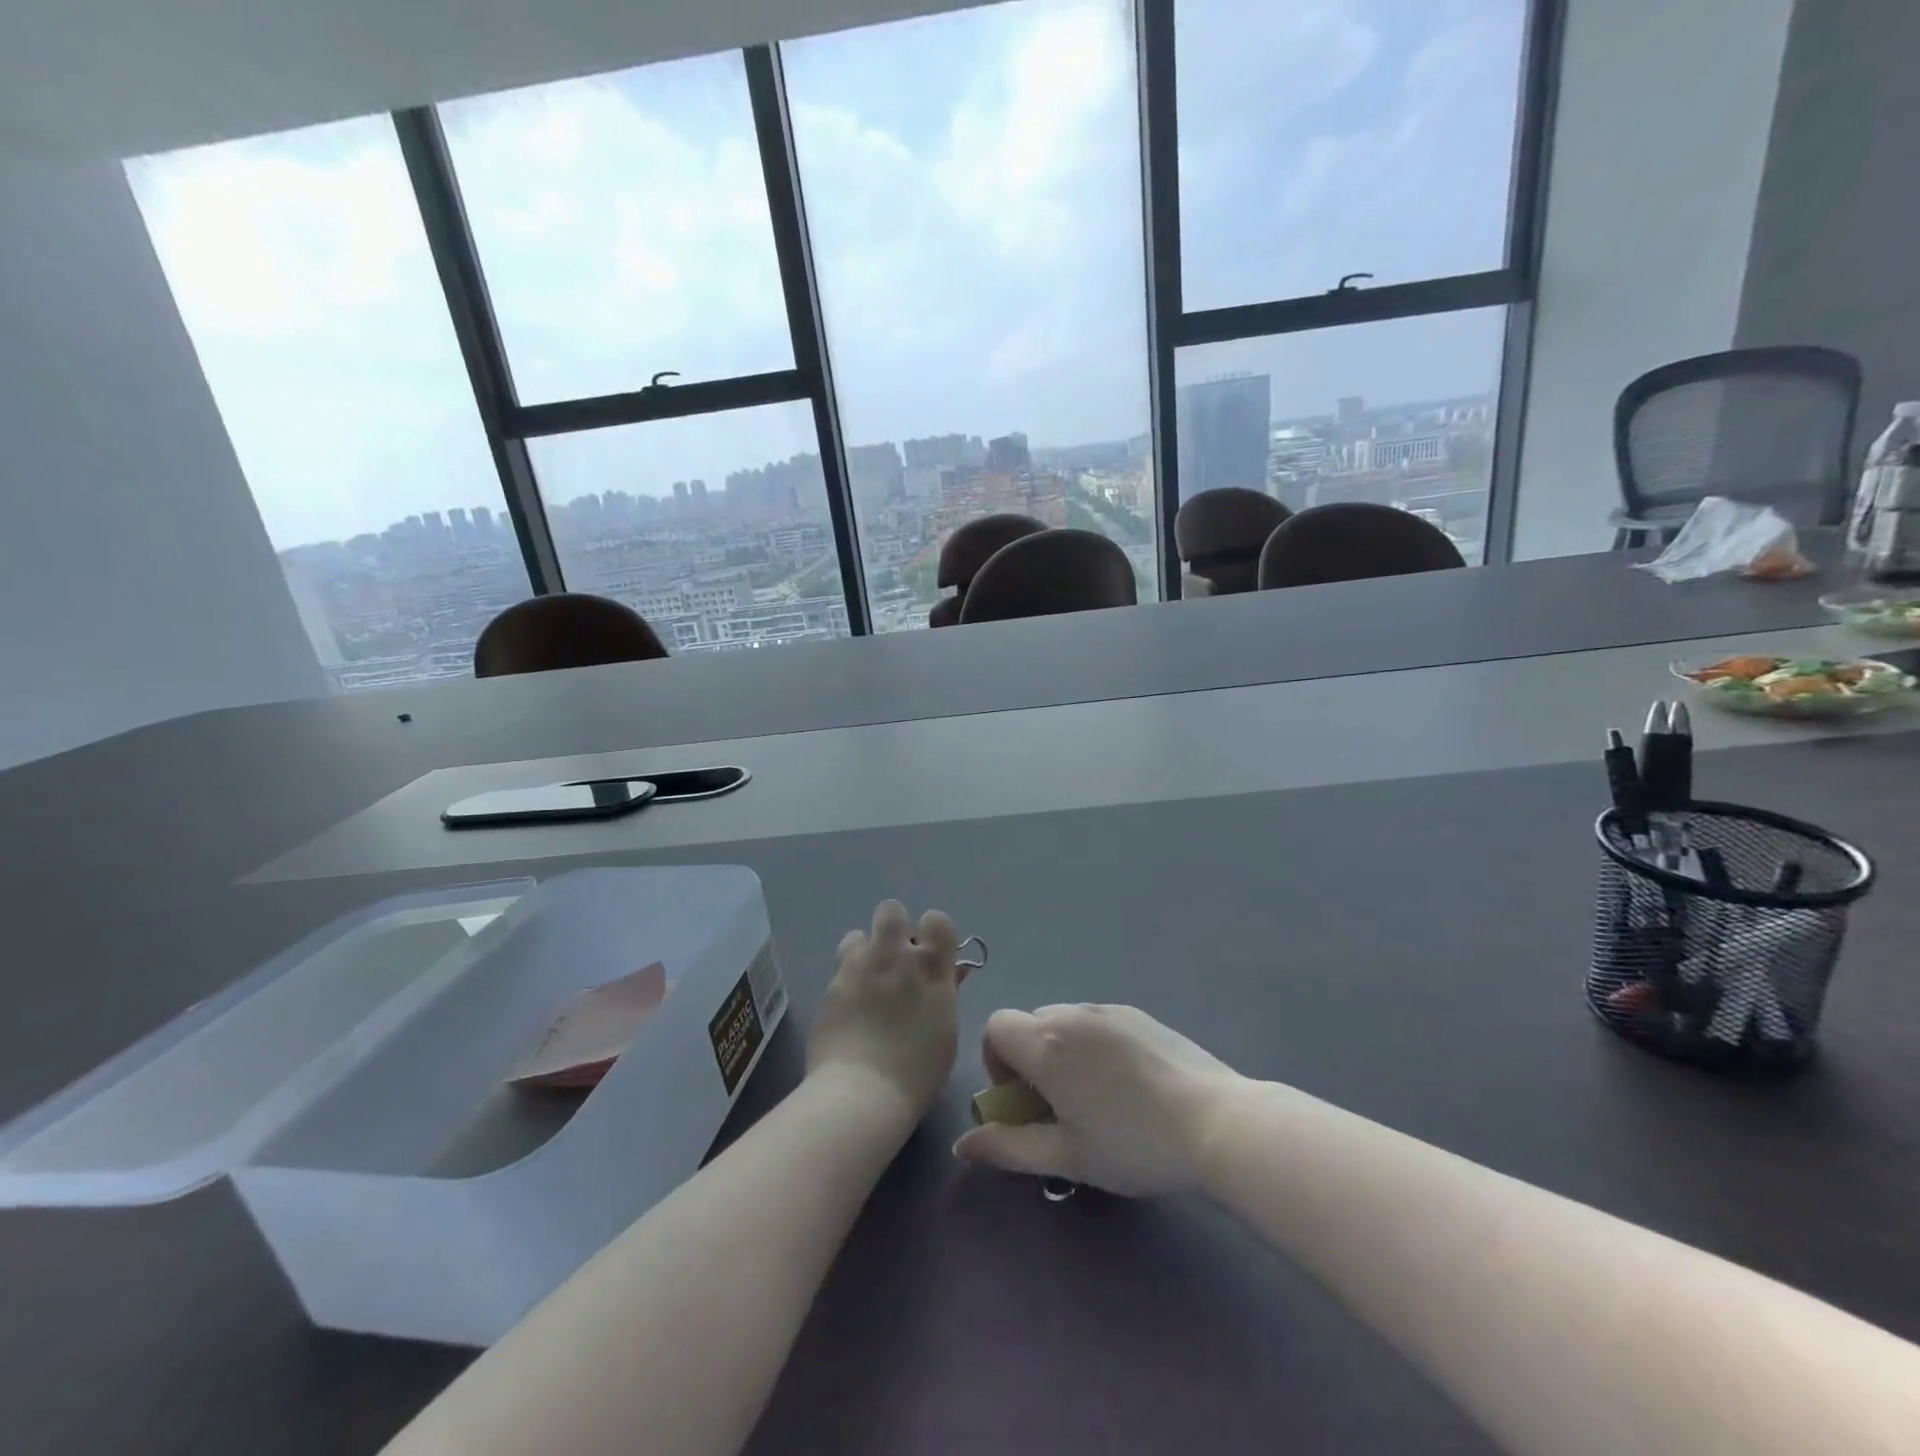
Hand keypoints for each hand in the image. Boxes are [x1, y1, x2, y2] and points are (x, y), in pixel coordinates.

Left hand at [805, 901, 965, 1123]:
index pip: (937, 920)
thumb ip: (946, 991)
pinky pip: (841, 966)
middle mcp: (894, 955)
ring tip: (867, 982)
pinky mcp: (831, 984)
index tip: (932, 955)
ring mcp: (858, 966)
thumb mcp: (946, 1029)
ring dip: (864, 952)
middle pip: (891, 910)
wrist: (862, 1092)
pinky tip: (850, 1008)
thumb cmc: (918, 1070)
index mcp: (930, 966)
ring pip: (858, 935)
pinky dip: (847, 979)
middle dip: (894, 928)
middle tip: (895, 961)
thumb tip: (949, 970)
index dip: (934, 933)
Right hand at [952, 1004, 1240, 1196]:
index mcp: (1046, 1044)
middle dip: (1029, 1060)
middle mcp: (1072, 1014)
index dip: (996, 1062)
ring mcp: (1109, 1009)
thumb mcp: (1066, 1157)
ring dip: (1062, 1051)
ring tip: (1095, 1096)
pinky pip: (1097, 1022)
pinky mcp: (1139, 1014)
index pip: (995, 1027)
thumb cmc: (1133, 1145)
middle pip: (1030, 1024)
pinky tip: (1127, 1084)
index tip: (1022, 1100)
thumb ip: (1008, 1147)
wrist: (1217, 1123)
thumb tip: (963, 1144)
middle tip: (1057, 1106)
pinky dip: (1093, 1044)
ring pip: (1064, 1021)